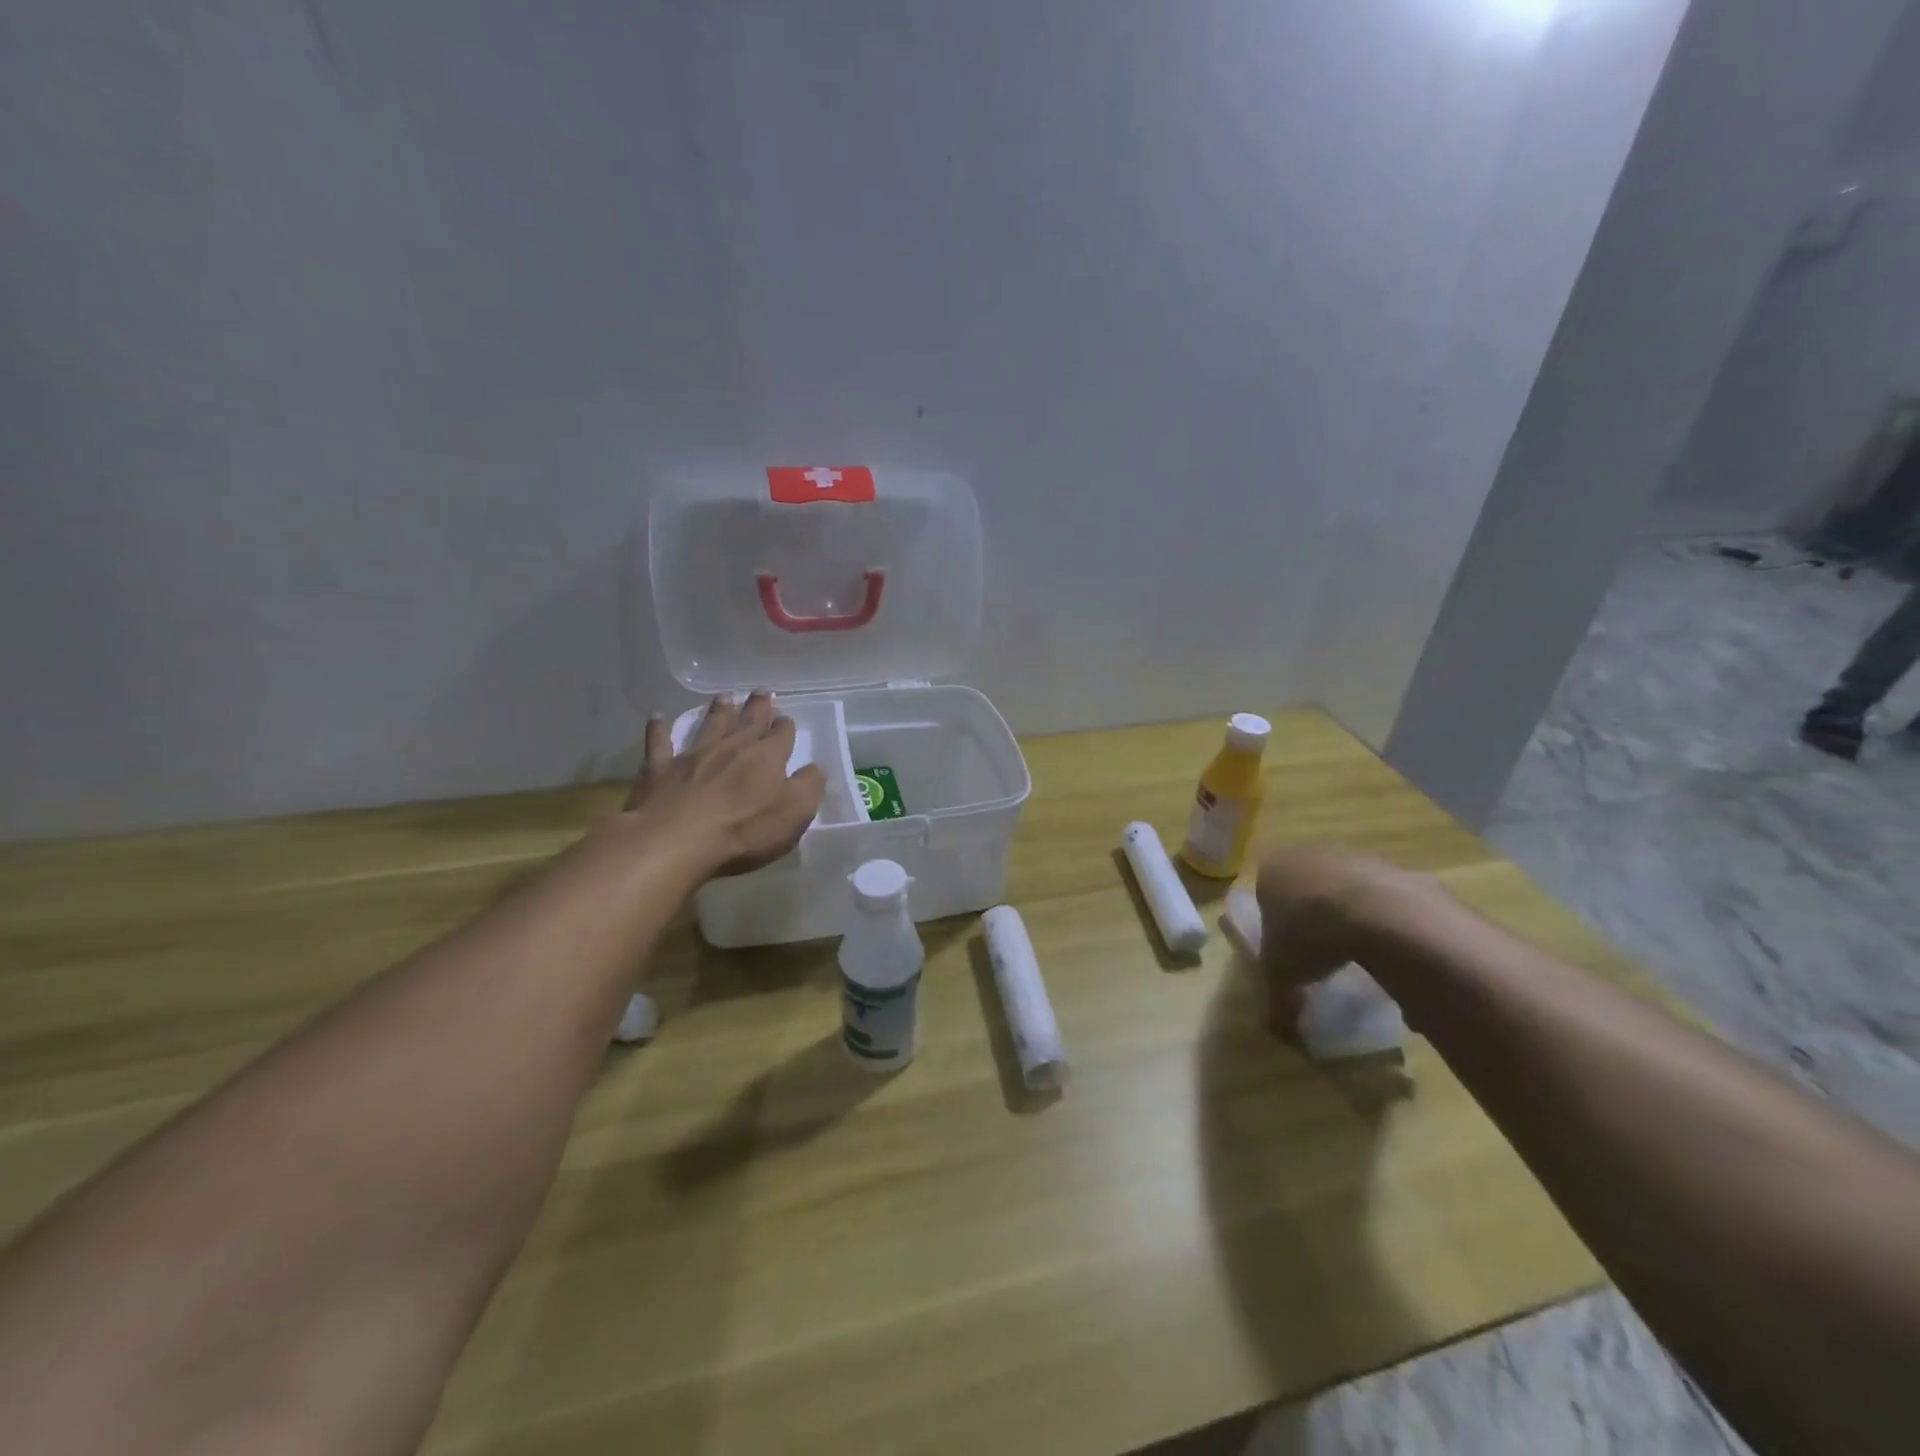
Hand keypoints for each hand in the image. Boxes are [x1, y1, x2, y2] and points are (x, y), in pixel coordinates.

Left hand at [618, 691, 826, 878]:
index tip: (786, 721)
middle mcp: (731, 748)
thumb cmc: (745, 830)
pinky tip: (657, 718)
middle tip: (761, 692)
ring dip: (717, 712)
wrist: (675, 841)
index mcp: (766, 757)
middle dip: (757, 708)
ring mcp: (692, 757)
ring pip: (708, 726)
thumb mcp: (794, 813)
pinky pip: (659, 744)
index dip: (785, 727)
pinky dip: (658, 730)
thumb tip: (817, 767)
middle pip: (747, 722)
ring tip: (724, 697)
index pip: (781, 735)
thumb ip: (809, 786)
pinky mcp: (659, 771)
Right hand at [1254, 847, 1441, 1030]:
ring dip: (1353, 919)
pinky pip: (1386, 901)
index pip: (1266, 894)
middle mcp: (1310, 855)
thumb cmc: (1309, 934)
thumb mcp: (1281, 974)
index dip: (1277, 924)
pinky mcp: (1396, 868)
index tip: (1290, 953)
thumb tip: (1278, 1033)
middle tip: (1324, 955)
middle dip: (1315, 919)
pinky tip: (1394, 953)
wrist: (1378, 913)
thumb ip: (1276, 1000)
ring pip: (1348, 891)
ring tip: (1362, 959)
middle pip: (1308, 889)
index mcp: (1272, 869)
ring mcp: (1355, 857)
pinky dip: (1388, 923)